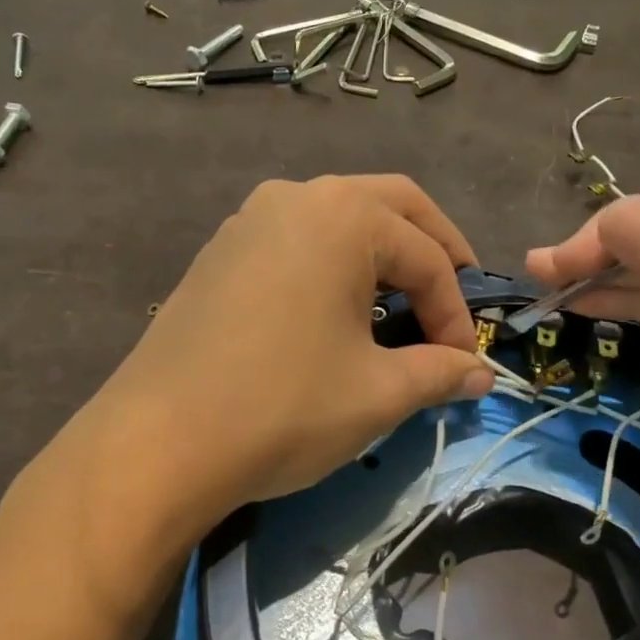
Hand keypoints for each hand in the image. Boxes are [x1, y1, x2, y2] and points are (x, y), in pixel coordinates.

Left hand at [90, 175, 493, 530]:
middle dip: (433, 253)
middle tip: (453, 300)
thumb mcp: (378, 393)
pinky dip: (333, 266)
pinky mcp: (220, 252)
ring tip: (400, 307)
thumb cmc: (284, 407)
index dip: (456, 312)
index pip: (427, 256)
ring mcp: (249, 220)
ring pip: (339, 221)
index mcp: (343, 215)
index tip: (464, 364)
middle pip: (391, 208)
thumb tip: (480, 375)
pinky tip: (335, 312)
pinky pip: (296, 242)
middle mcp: (296, 197)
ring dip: (381, 256)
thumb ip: (439, 373)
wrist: (159, 442)